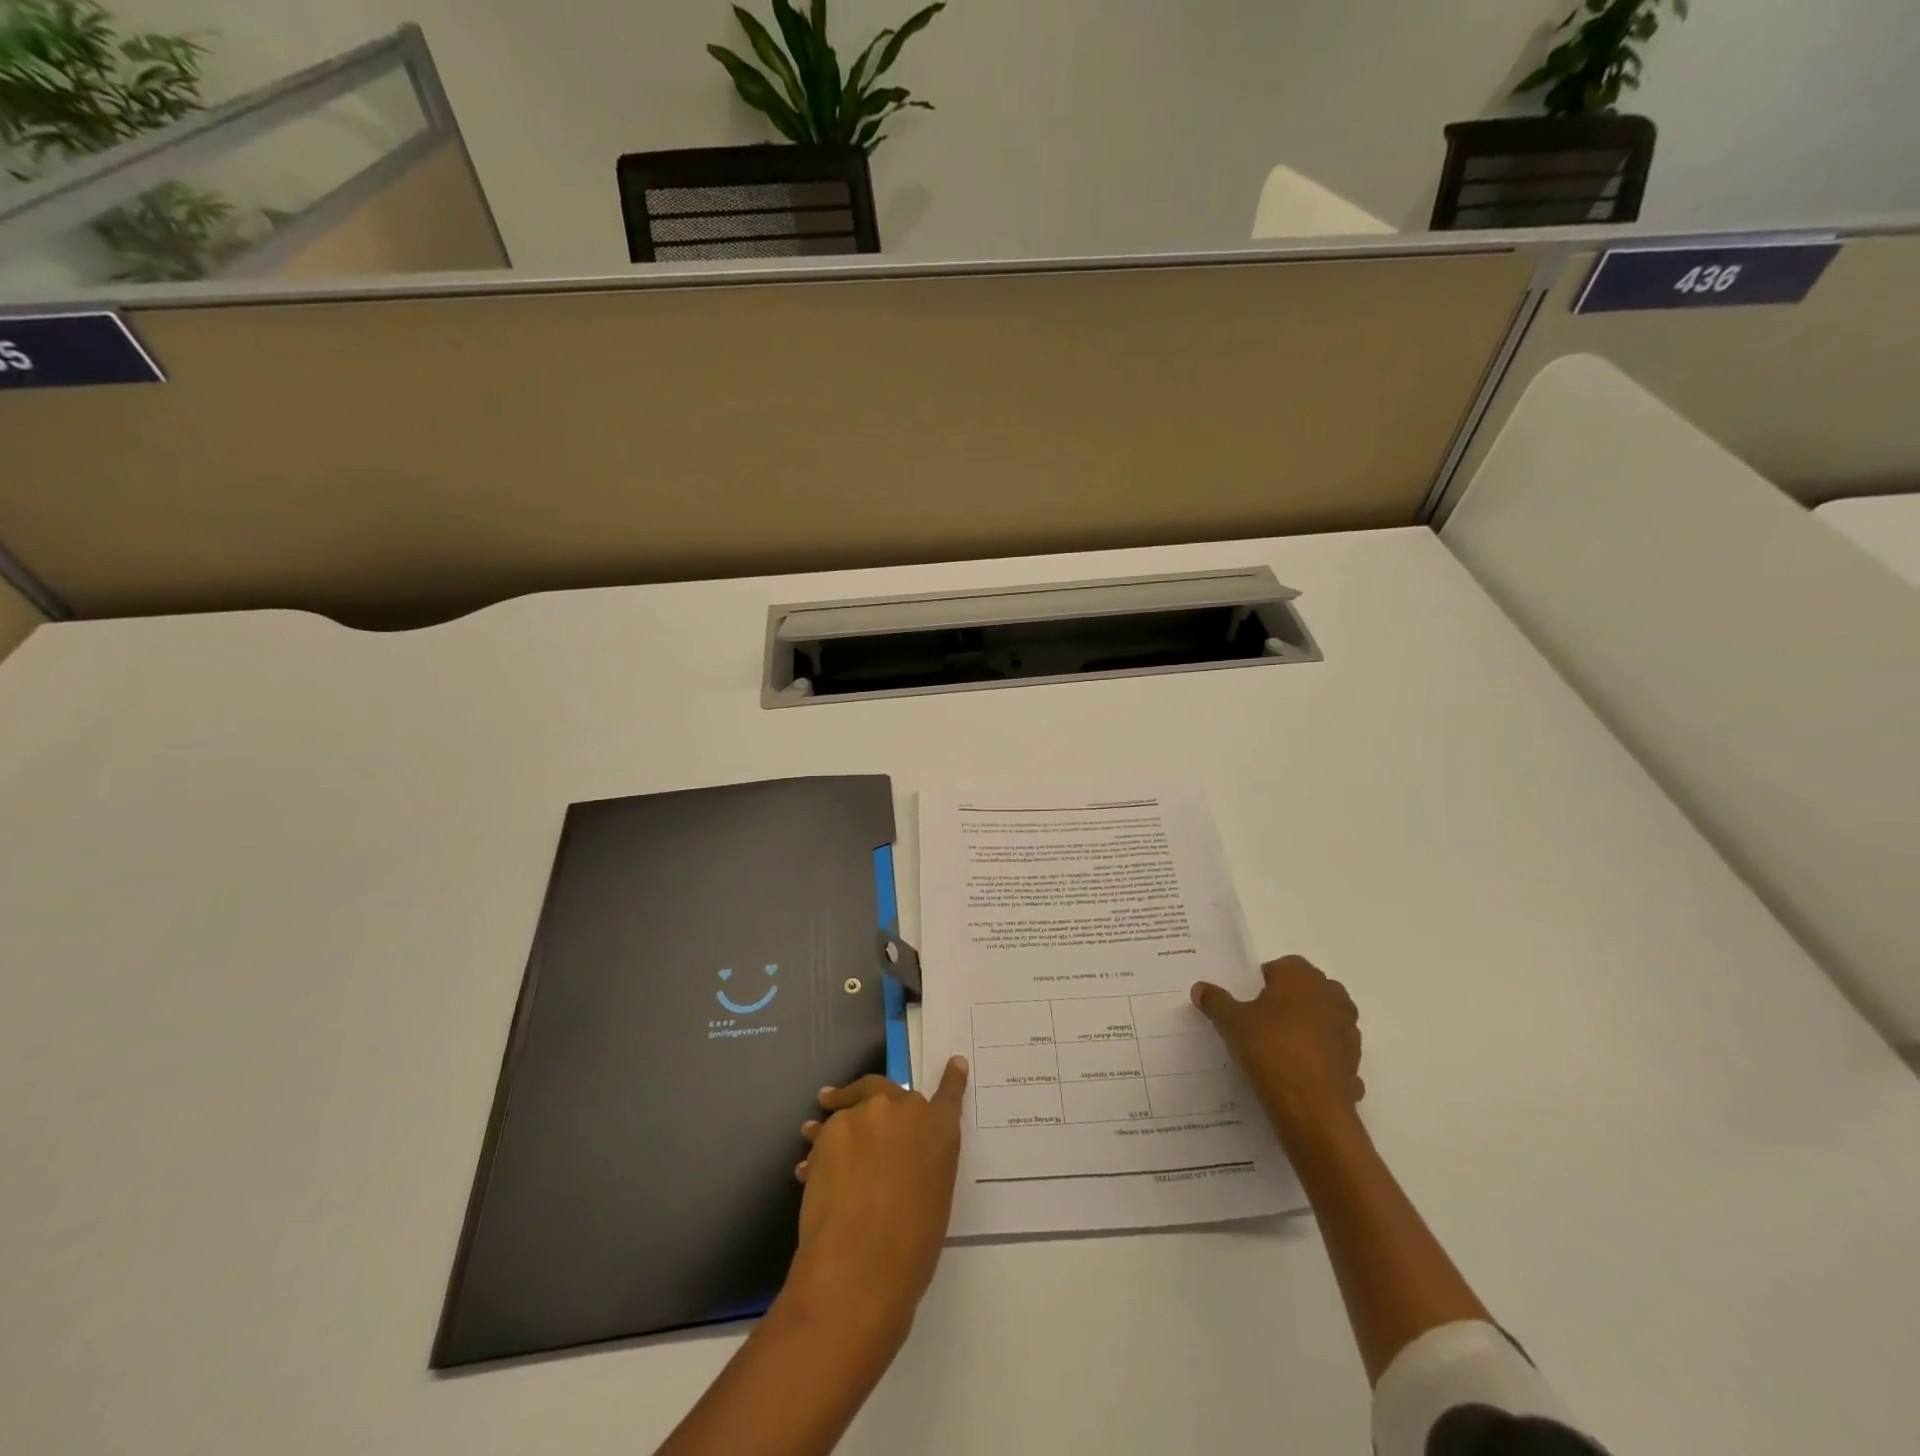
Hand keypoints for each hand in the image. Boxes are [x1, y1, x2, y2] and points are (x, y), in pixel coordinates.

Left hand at [785, 1056, 968, 1343]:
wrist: (859, 1266)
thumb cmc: (909, 1249)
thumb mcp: (933, 1200)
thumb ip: (924, 1164)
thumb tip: (903, 1160)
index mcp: (940, 1130)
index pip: (949, 1095)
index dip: (952, 1080)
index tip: (954, 1063)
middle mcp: (905, 1110)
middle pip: (887, 1089)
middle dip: (871, 1097)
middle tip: (855, 1106)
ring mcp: (866, 1114)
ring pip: (850, 1107)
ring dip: (837, 1116)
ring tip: (812, 1131)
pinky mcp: (831, 1129)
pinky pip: (826, 1132)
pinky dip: (820, 1147)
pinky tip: (806, 1171)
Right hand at [1192, 955, 1363, 1143]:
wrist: (1311, 1108)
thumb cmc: (1270, 1050)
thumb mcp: (1231, 1023)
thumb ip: (1216, 1001)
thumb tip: (1199, 988)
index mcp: (1302, 978)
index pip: (1283, 965)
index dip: (1264, 981)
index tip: (1248, 1001)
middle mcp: (1332, 996)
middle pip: (1308, 990)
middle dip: (1289, 1001)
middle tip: (1262, 1021)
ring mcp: (1348, 1030)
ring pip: (1324, 1020)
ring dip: (1309, 1028)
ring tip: (1281, 1048)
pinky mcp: (1355, 1062)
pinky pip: (1333, 1052)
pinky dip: (1320, 1058)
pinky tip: (1299, 1075)